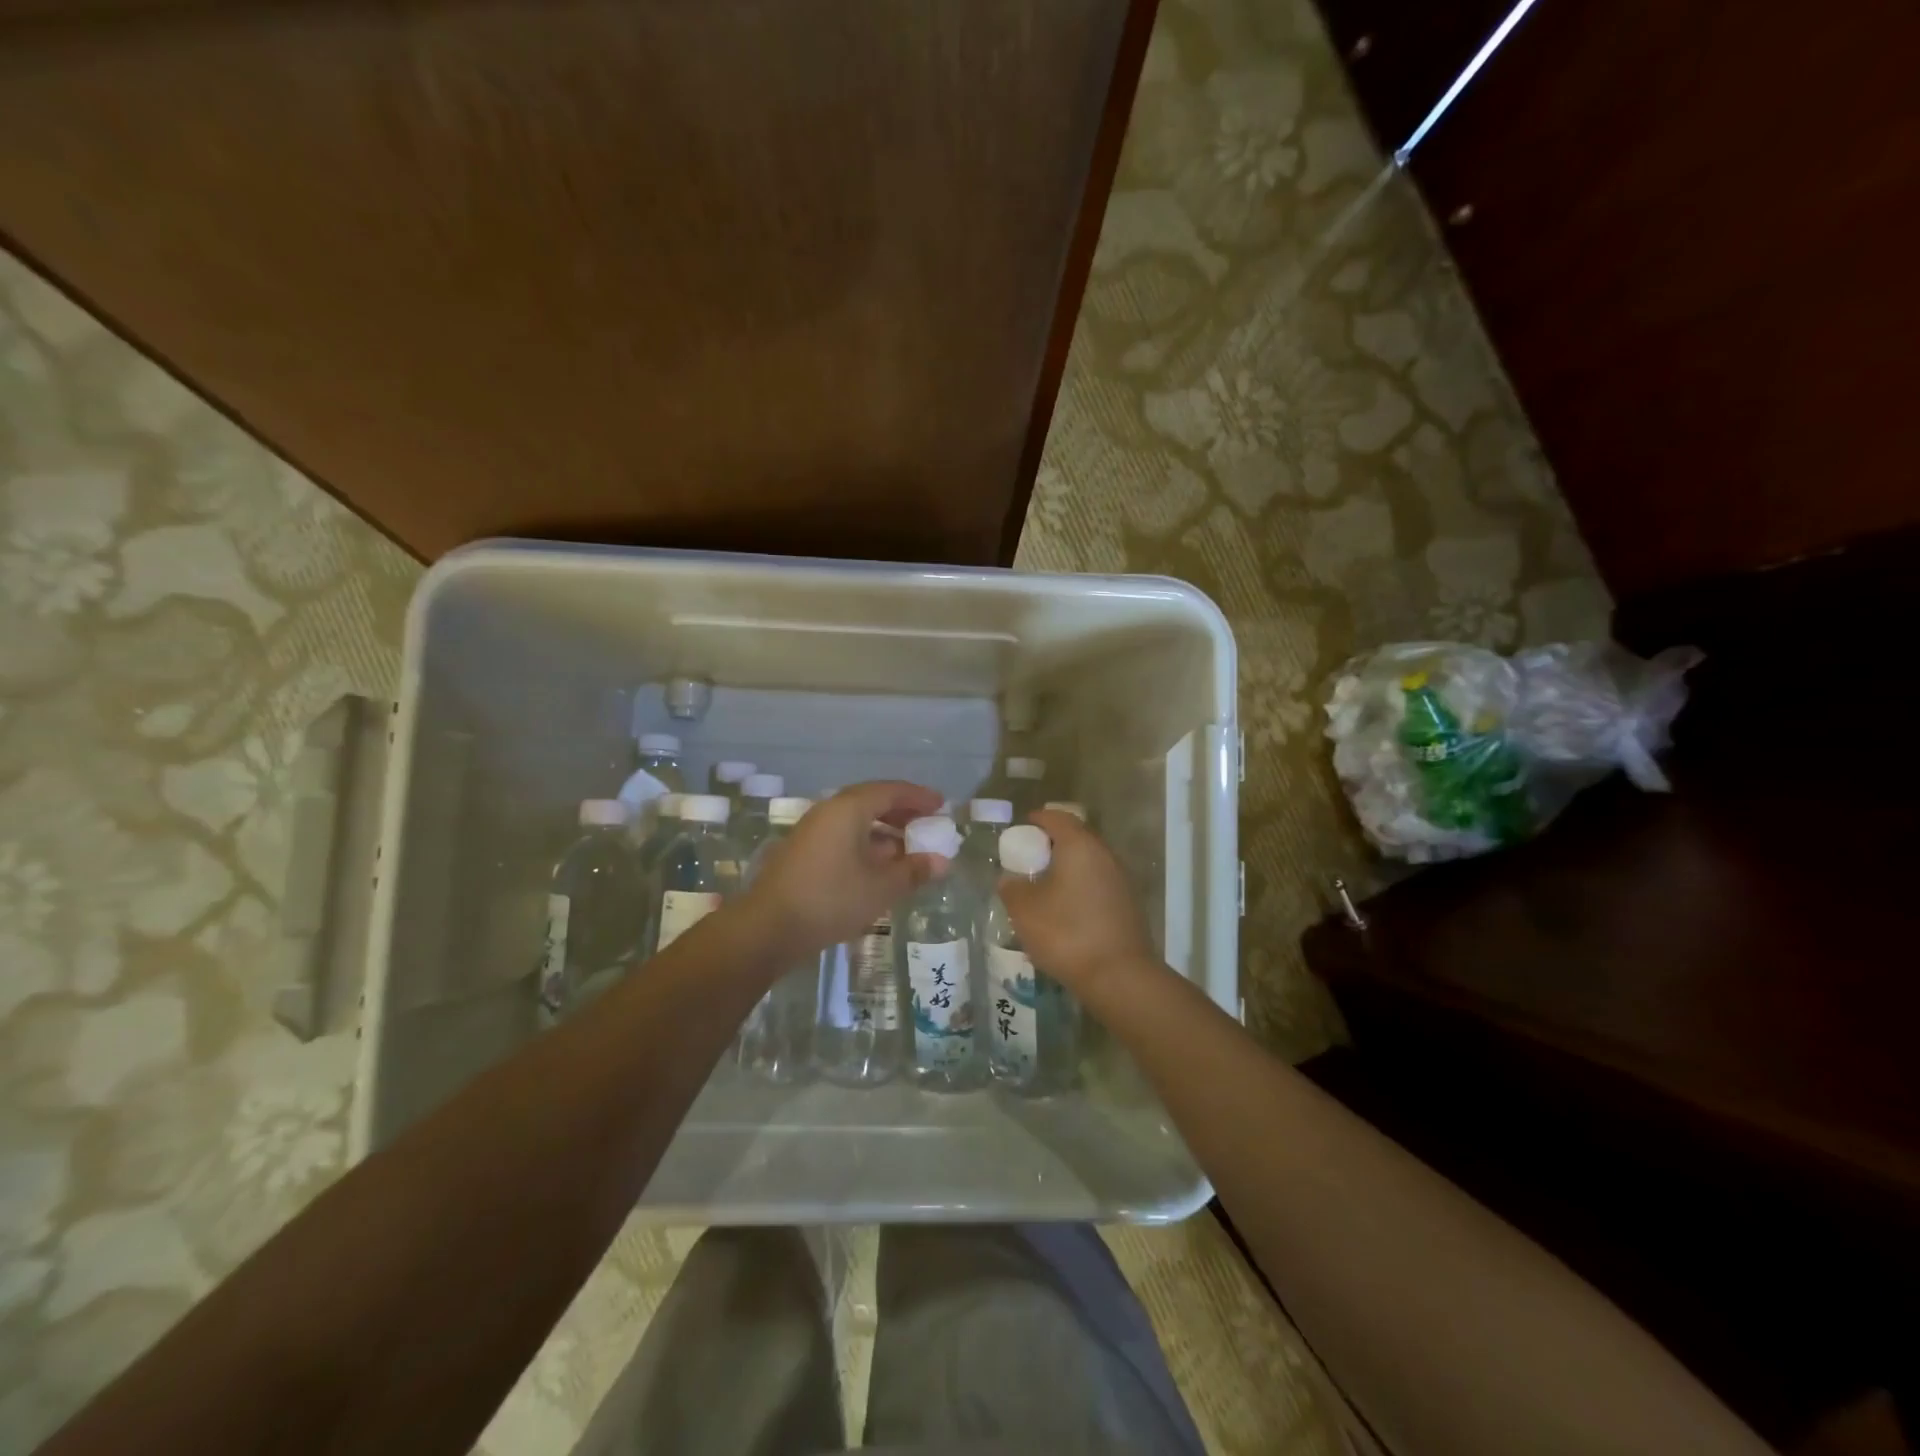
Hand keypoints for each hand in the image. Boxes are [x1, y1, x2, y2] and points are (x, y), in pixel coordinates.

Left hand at [738, 781, 947, 955]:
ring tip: (908, 849)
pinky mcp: (803, 853)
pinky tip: (879, 867)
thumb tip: (942, 862)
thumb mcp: (880, 888)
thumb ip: (913, 871)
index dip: (918, 797)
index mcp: (848, 809)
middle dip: (902, 812)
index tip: (941, 805)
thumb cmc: (830, 900)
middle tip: (927, 824)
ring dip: (884, 830)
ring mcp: (812, 832)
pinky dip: (866, 844)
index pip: (890, 791)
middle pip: (872, 802)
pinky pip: (843, 836)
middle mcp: (828, 812)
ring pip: (856, 821)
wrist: (767, 929)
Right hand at [998, 809, 1158, 994]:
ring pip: (1089, 862)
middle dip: (1051, 844)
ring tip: (1044, 886)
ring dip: (1067, 868)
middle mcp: (1105, 855)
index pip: (1057, 818)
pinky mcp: (1128, 904)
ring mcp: (1121, 880)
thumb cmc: (1066, 933)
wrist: (1119, 976)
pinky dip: (1080, 887)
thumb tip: (1009, 879)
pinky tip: (1065, 910)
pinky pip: (1098, 884)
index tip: (1020, 829)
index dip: (1037, 819)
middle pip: (1076, 837)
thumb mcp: (1024, 910)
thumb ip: (1011, 888)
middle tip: (1029, 858)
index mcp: (1080, 846)